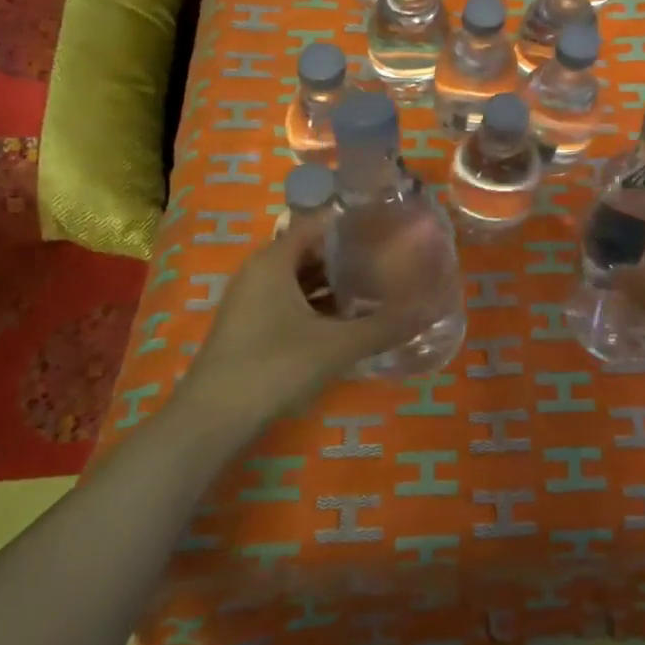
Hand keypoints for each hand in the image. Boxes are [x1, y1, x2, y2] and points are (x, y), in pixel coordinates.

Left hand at [172, 219, 412, 428]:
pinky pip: (291, 303)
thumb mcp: (337, 346)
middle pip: (311, 251)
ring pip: (301, 280)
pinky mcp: (250, 327)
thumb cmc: (273, 367)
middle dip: (349, 257)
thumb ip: (385, 326)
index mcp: (274, 260)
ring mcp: (251, 301)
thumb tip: (432, 309)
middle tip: (390, 261)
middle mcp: (260, 272)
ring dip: (335, 285)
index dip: (353, 225)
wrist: (211, 420)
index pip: (319, 224)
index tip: (388, 229)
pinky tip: (347, 322)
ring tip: (377, 289)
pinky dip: (318, 306)